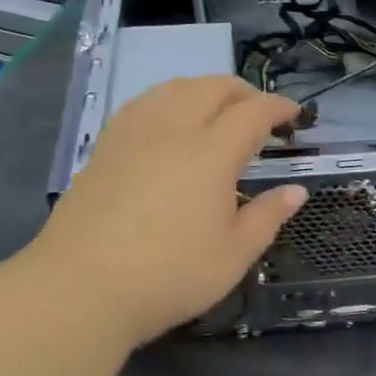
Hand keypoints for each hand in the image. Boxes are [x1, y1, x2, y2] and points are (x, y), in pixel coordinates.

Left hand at [32, 77, 306, 348]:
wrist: (80, 288)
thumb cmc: (169, 275)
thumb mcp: (233, 255)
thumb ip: (267, 217)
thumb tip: (296, 191)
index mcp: (211, 153)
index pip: (253, 112)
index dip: (278, 107)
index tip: (294, 114)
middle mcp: (173, 130)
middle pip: (212, 87)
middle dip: (243, 91)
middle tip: (259, 112)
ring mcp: (133, 135)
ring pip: (173, 88)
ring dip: (204, 89)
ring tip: (215, 109)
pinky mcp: (104, 147)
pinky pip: (142, 103)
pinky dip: (167, 98)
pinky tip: (166, 119)